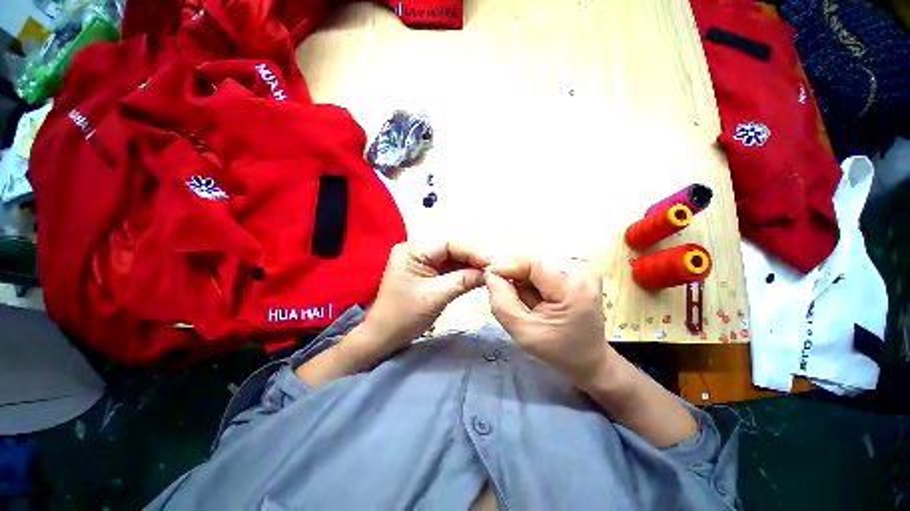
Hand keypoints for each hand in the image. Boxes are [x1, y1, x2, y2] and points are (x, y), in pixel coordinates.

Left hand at [364, 241, 489, 352]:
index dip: (473, 251)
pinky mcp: (430, 272)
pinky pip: (452, 268)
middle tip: (496, 267)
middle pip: (453, 248)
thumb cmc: (405, 316)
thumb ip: (464, 280)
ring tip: (492, 271)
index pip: (449, 243)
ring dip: (473, 264)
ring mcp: (424, 261)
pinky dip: (466, 272)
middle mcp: (418, 250)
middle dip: (475, 257)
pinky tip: (481, 275)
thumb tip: (490, 272)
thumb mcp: (436, 296)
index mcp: (413, 250)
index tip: (492, 262)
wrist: (385, 337)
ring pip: (454, 257)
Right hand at [484, 257, 610, 384]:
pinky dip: (533, 281)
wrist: (589, 360)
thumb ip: (502, 303)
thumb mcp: (523, 332)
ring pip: (537, 265)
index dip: (506, 266)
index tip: (488, 276)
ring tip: (527, 302)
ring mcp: (582, 271)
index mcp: (572, 288)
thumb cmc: (558, 351)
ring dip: (524, 280)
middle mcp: (581, 272)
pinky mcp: (578, 273)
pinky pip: (544, 270)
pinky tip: (536, 298)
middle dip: (515, 276)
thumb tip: (490, 275)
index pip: (531, 263)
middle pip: (534, 262)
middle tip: (506, 295)